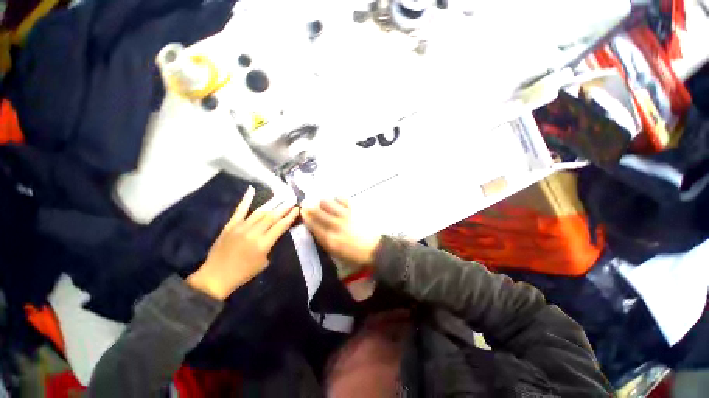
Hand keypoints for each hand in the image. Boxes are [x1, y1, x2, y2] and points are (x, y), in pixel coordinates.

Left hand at [187, 186, 298, 299]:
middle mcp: (254, 233)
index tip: (297, 209)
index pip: (281, 226)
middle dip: (284, 208)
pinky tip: (251, 189)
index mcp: (263, 244)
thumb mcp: (264, 262)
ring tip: (281, 197)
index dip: (290, 217)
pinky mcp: (230, 225)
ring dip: (272, 204)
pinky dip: (246, 199)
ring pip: (260, 212)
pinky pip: (239, 210)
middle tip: (292, 200)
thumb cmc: (243, 273)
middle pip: (272, 217)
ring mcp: (241, 227)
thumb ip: (270, 246)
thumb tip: (272, 234)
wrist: (216, 276)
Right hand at [302, 198, 380, 267]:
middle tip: (308, 205)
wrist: (374, 249)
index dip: (305, 216)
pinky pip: (341, 198)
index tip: (302, 211)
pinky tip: (338, 203)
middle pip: (317, 211)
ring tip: (325, 206)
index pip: (312, 224)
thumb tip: (314, 227)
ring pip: (326, 202)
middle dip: (310, 207)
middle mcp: (334, 225)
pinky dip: (337, 199)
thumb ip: (322, 239)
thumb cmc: (353, 254)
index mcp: (329, 239)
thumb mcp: (335, 252)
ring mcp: (345, 215)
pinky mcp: (354, 209)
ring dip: (323, 203)